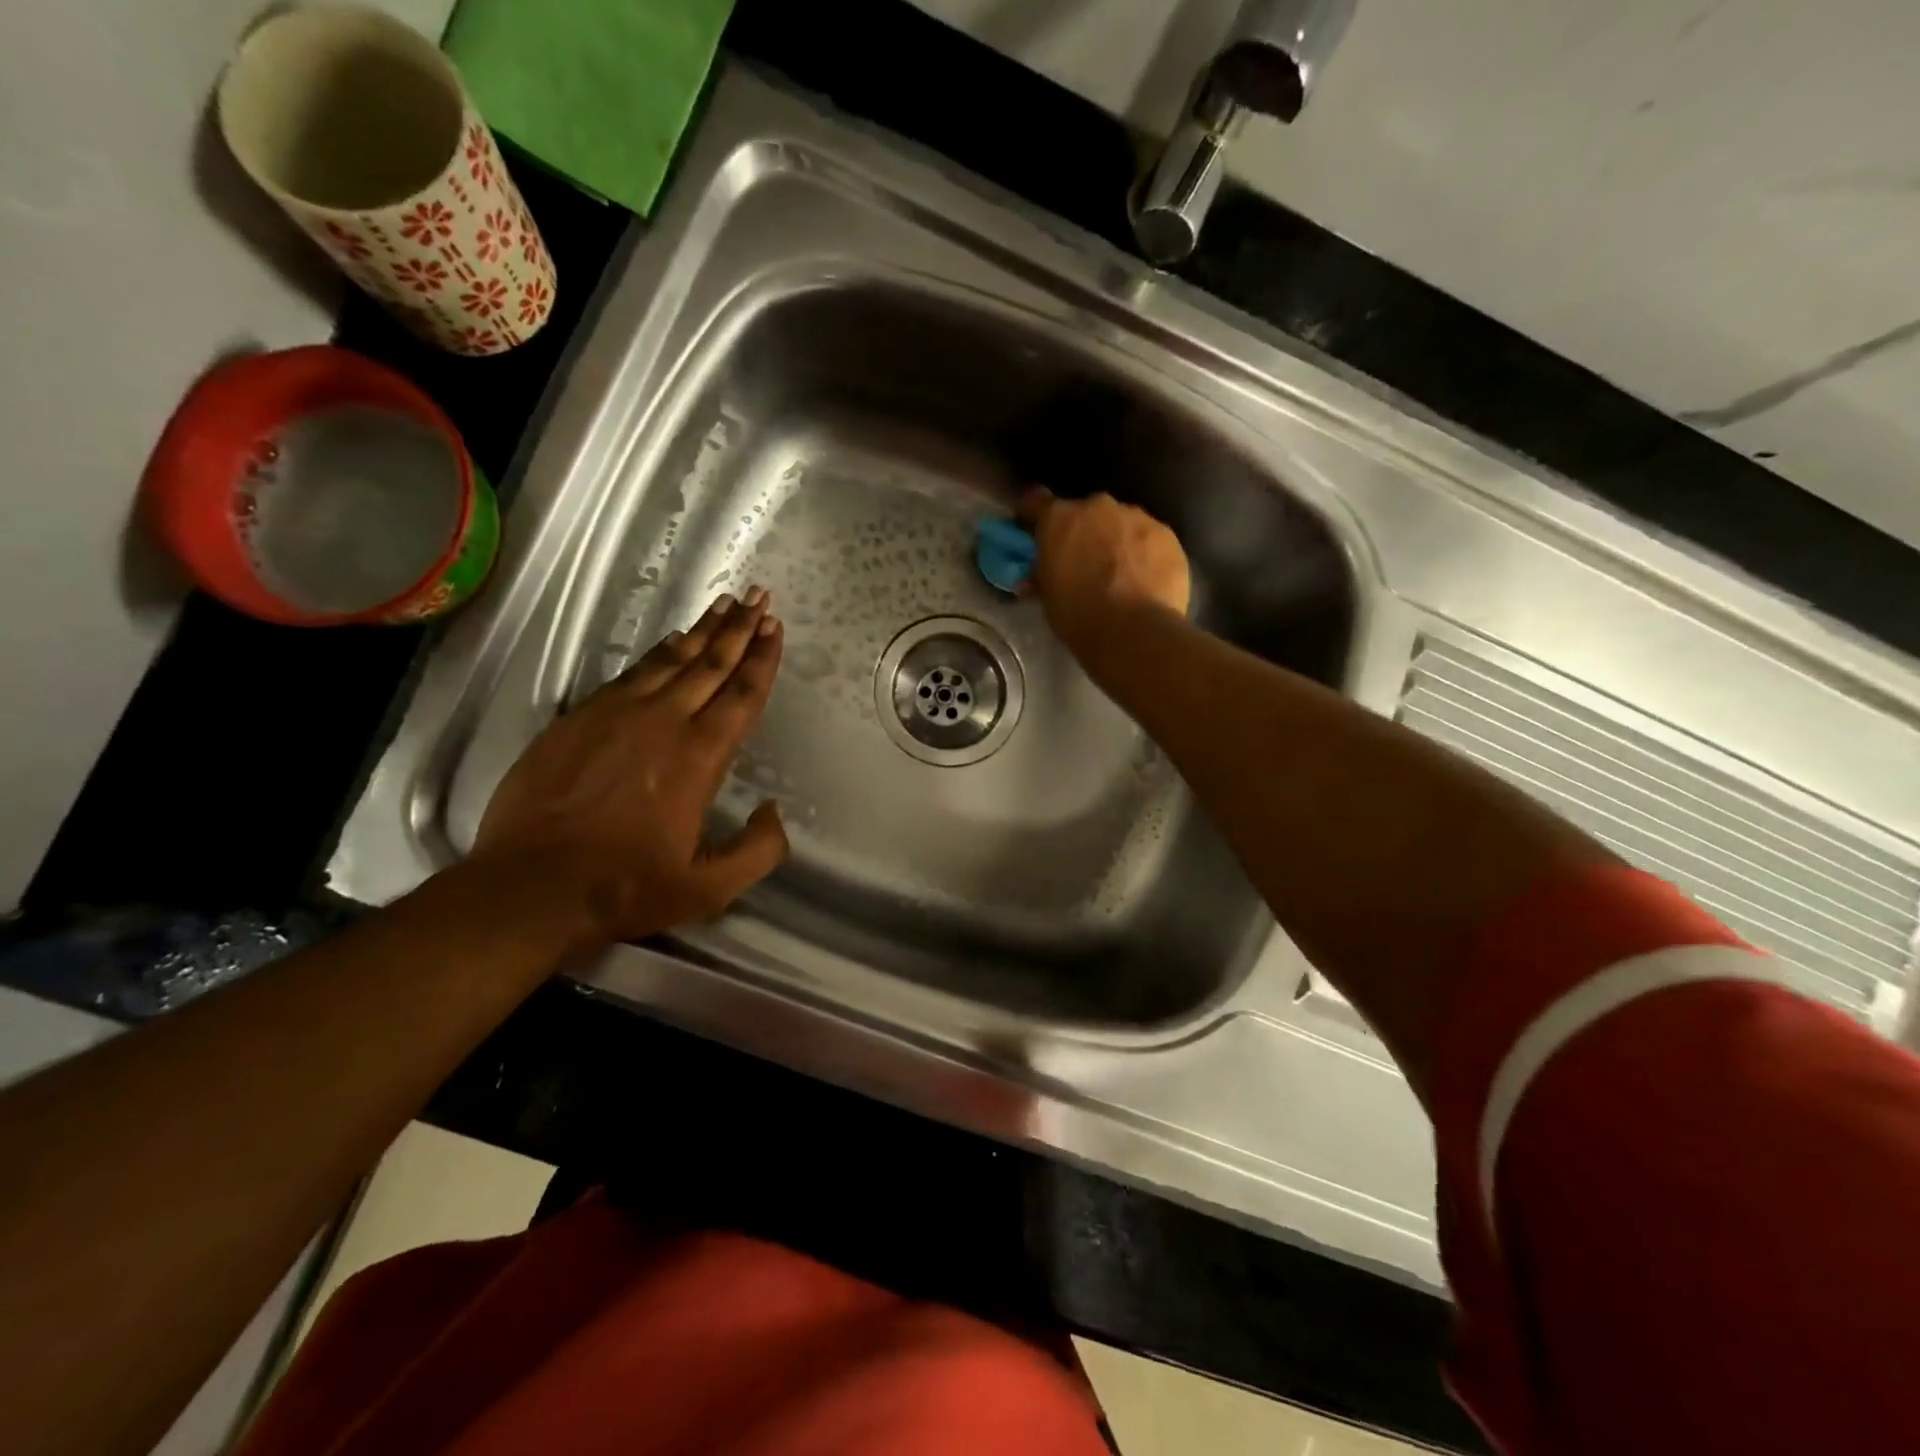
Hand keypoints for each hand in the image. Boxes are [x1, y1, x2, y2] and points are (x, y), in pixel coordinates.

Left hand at [474, 589, 788, 947]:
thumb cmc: (626, 886)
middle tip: (759, 596)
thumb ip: (758, 851)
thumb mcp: (709, 888)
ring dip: (702, 631)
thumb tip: (774, 813)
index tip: (774, 626)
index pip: (741, 695)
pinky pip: (631, 673)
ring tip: (724, 606)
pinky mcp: (580, 718)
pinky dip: (657, 653)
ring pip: (670, 660)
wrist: (531, 886)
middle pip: (710, 664)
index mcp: (700, 756)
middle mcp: (664, 722)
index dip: (762, 659)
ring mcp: (617, 714)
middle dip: (739, 629)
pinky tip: (669, 643)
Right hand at [1018, 488, 1190, 653]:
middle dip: (1084, 532)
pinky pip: (1150, 538)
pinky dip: (1145, 553)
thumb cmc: (1079, 616)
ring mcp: (1137, 517)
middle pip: (1086, 512)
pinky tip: (1146, 580)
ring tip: (1121, 574)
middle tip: (1085, 562)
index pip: (1036, 502)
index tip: (1036, 532)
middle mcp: (1097, 507)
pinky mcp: (1167, 534)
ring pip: (1122, 523)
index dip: (1034, 517)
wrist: (1134, 632)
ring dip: (1117, 540)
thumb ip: (1043, 577)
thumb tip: (1036, 578)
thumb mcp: (1049, 599)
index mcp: (1059, 519)